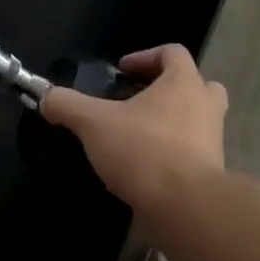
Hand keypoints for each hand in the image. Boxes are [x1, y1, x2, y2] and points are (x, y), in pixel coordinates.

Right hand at [40, 45, 227, 211]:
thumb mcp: (94, 123)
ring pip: (198, 120)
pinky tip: (147, 168)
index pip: (172, 52)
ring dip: (173, 122)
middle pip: (196, 84)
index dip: (145, 56)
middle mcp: (205, 106)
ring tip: (140, 136)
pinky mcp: (212, 173)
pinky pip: (194, 152)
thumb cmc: (144, 150)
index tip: (122, 71)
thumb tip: (46, 97)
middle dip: (169, 88)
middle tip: (141, 100)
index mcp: (183, 83)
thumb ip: (67, 105)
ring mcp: (214, 140)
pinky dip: (175, 154)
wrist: (186, 208)